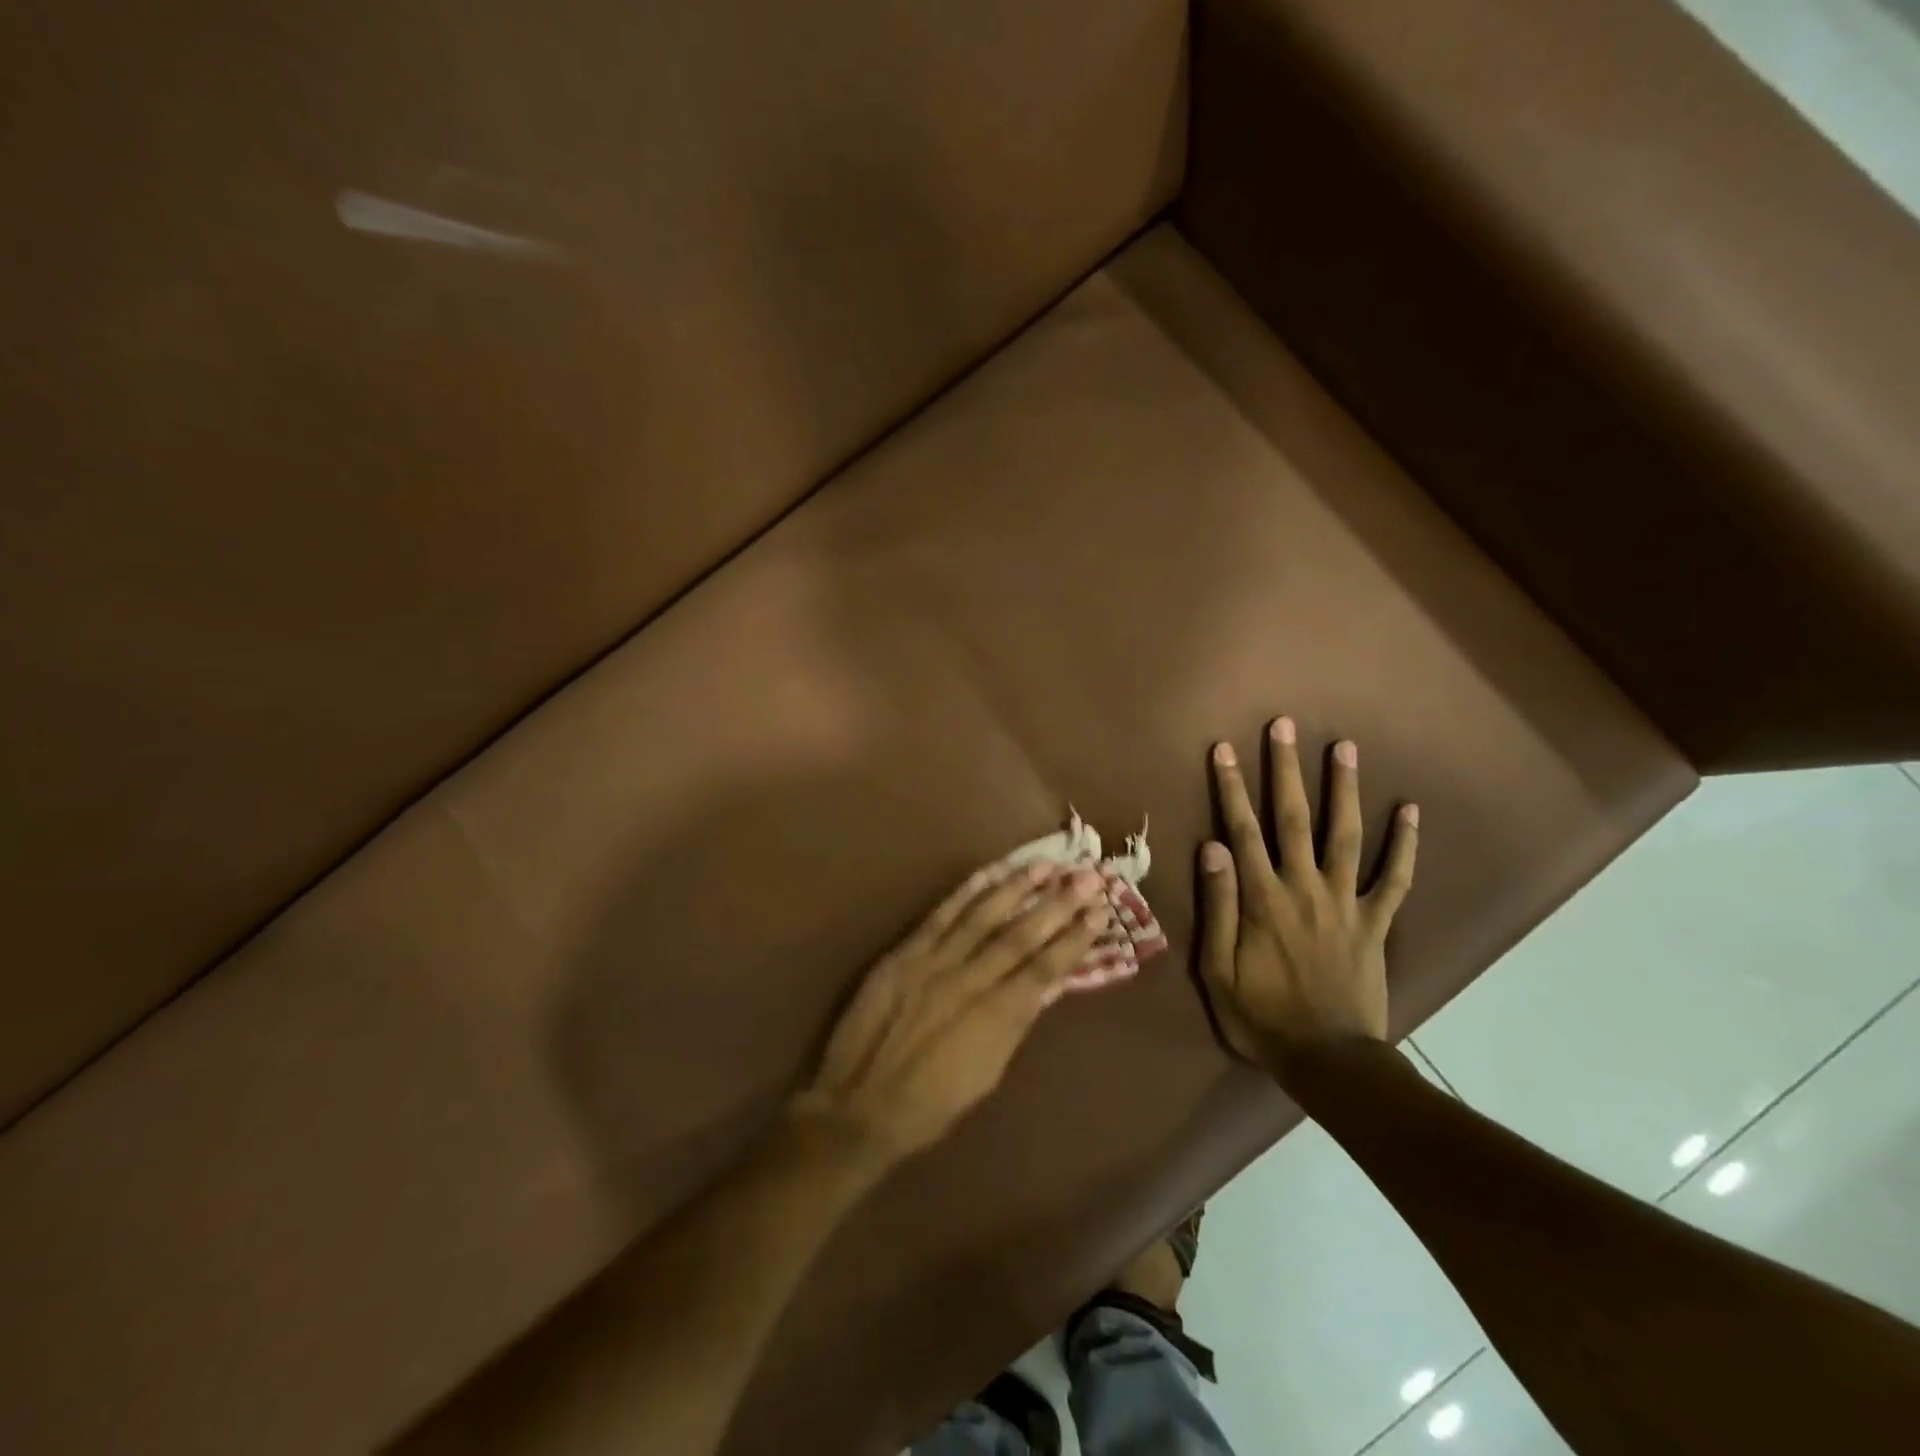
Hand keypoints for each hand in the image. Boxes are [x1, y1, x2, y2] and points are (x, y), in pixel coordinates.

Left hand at [791, 862, 1112, 1164]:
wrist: (859, 1106)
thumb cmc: (931, 1104)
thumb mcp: (987, 1074)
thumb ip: (1015, 1024)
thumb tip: (1047, 986)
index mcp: (996, 1018)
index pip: (1045, 968)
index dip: (1074, 939)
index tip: (1100, 913)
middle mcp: (970, 982)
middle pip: (1021, 935)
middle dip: (1057, 904)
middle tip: (1087, 875)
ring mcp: (934, 963)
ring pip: (983, 916)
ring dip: (1017, 888)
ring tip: (1045, 864)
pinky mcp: (904, 954)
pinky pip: (940, 916)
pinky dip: (965, 892)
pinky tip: (989, 872)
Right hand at [1197, 717, 1418, 1082]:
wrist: (1329, 1061)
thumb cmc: (1262, 1016)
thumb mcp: (1217, 969)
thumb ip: (1218, 906)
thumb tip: (1212, 847)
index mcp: (1262, 899)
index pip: (1241, 830)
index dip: (1231, 788)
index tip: (1224, 749)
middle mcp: (1304, 888)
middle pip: (1293, 818)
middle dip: (1285, 769)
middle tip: (1283, 726)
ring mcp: (1346, 902)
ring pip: (1345, 835)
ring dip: (1343, 789)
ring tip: (1343, 746)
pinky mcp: (1376, 922)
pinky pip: (1395, 878)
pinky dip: (1405, 843)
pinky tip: (1410, 809)